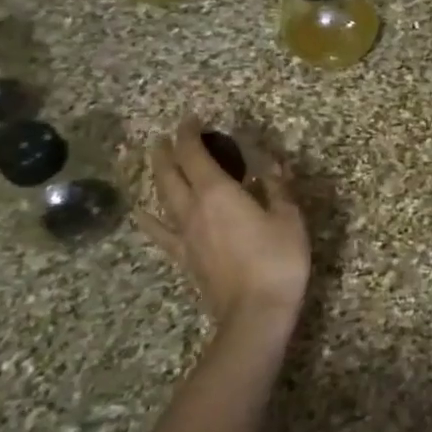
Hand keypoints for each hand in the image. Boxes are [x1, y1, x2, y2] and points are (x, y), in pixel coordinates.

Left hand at [136, 117, 309, 350]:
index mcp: (218, 192)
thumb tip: (272, 163)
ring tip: (156, 162)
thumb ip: (278, 187)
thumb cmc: (277, 259)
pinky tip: (142, 213)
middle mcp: (193, 208)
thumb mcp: (289, 217)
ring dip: (158, 176)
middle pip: (170, 173)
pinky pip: (160, 232)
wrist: (255, 313)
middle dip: (167, 151)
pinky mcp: (184, 258)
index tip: (192, 119)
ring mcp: (184, 235)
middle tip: (167, 136)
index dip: (190, 133)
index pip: (194, 153)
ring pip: (162, 198)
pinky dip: (149, 219)